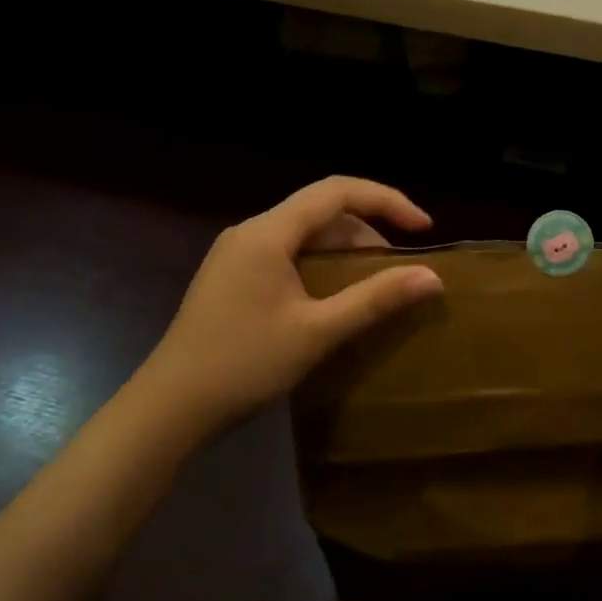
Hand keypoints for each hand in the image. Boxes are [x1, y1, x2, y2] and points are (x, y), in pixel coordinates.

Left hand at [133, 177, 443, 433]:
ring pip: (304, 234)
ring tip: (373, 284)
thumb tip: (432, 277)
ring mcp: (237, 254)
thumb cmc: (244, 364)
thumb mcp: (318, 332)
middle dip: (368, 230)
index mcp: (268, 232)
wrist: (169, 408)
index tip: (423, 228)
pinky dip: (320, 265)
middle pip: (321, 211)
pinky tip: (333, 297)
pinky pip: (287, 254)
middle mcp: (251, 231)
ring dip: (344, 250)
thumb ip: (375, 299)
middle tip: (398, 267)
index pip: (337, 191)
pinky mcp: (232, 277)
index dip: (386, 201)